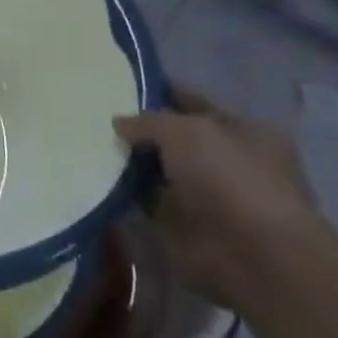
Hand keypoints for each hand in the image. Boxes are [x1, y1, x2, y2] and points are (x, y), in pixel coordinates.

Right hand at [112, 84, 318, 307]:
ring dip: (128, 161)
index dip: (160, 91)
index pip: (193, 102)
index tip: (117, 84)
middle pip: (172, 137)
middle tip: (91, 114)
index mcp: (244, 131)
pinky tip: (94, 177)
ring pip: (156, 168)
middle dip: (138, 129)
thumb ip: (149, 121)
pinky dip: (124, 192)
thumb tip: (120, 123)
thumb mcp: (185, 131)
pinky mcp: (183, 223)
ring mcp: (205, 194)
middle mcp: (226, 160)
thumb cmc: (230, 178)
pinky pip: (145, 199)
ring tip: (85, 143)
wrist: (252, 253)